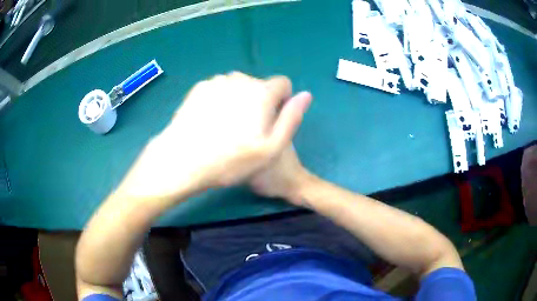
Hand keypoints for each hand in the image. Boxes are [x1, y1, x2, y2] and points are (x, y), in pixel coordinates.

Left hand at [117, 72, 311, 200]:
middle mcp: (240, 80)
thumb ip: (292, 118)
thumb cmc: (231, 159)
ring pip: (238, 86)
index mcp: (261, 92)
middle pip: (259, 84)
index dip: (282, 100)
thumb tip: (306, 95)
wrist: (183, 159)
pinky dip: (221, 99)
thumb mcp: (271, 148)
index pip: (282, 83)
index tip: (271, 120)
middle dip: (260, 100)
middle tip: (247, 128)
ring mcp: (217, 81)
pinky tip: (210, 120)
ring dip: (239, 99)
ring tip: (227, 125)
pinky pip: (219, 88)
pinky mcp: (199, 88)